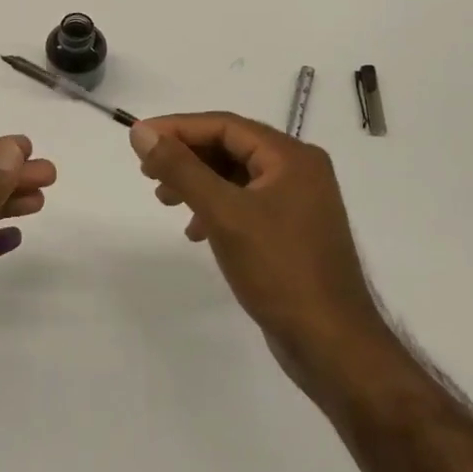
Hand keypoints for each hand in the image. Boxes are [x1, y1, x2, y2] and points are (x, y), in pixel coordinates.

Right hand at [131, 112, 390, 393]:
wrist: (333, 346)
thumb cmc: (279, 270)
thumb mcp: (223, 213)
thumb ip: (180, 168)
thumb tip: (141, 131)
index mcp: (291, 156)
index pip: (225, 125)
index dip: (178, 128)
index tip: (139, 138)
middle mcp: (299, 170)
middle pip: (231, 147)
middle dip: (187, 157)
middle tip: (148, 173)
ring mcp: (299, 202)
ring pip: (236, 176)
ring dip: (198, 183)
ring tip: (165, 200)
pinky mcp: (293, 231)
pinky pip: (246, 202)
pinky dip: (216, 208)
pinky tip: (196, 231)